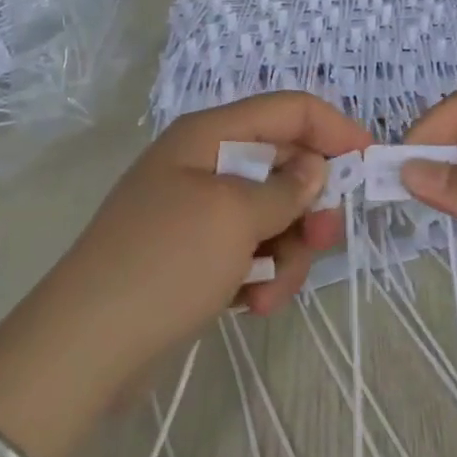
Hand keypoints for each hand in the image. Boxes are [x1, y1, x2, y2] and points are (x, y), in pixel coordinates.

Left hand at [0, 92, 372, 409]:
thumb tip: (316, 168)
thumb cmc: (165, 263)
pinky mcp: (197, 255)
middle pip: (284, 166)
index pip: (287, 109)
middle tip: (322, 241)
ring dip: (286, 253)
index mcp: (208, 136)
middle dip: (309, 206)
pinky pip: (250, 251)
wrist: (87, 346)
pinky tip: (253, 305)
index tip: (369, 165)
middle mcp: (204, 164)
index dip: (333, 129)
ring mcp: (199, 212)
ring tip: (270, 291)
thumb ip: (285, 188)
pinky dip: (261, 275)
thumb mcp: (233, 217)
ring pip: (273, 215)